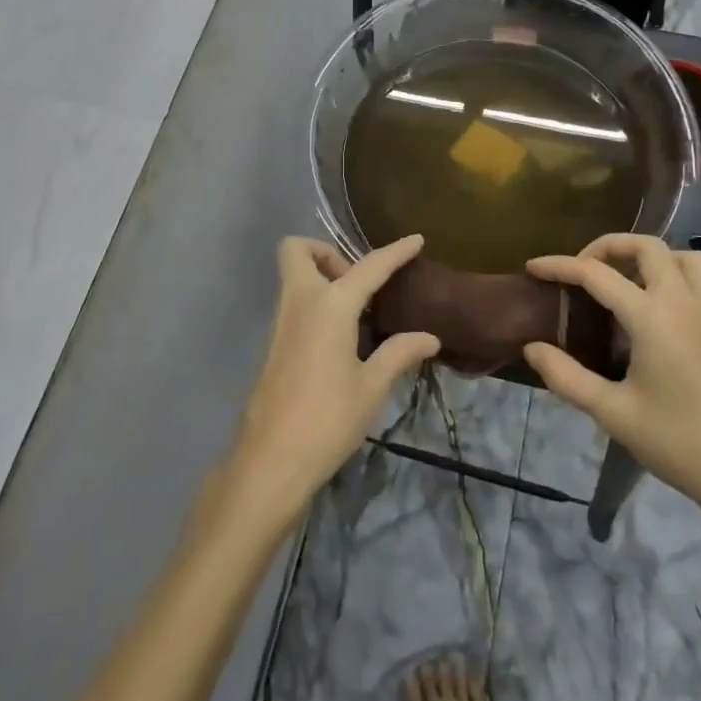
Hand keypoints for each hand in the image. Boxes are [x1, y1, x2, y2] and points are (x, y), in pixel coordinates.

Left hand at [216, 235, 438, 531]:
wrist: (271, 460)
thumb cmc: (328, 419)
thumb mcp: (371, 387)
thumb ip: (399, 353)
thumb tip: (429, 338)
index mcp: (330, 306)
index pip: (369, 267)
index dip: (395, 252)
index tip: (416, 239)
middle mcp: (300, 302)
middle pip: (298, 250)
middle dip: (328, 252)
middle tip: (360, 284)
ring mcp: (281, 322)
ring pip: (294, 277)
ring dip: (323, 278)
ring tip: (359, 313)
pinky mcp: (274, 344)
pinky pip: (294, 303)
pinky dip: (316, 303)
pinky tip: (341, 338)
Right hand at [522, 234, 700, 523]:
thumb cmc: (676, 441)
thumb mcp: (612, 413)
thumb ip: (566, 376)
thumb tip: (531, 348)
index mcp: (651, 316)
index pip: (596, 274)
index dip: (560, 266)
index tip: (533, 268)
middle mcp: (682, 301)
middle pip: (646, 246)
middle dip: (609, 246)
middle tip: (583, 268)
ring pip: (686, 257)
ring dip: (653, 257)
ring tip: (629, 279)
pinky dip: (685, 280)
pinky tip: (669, 306)